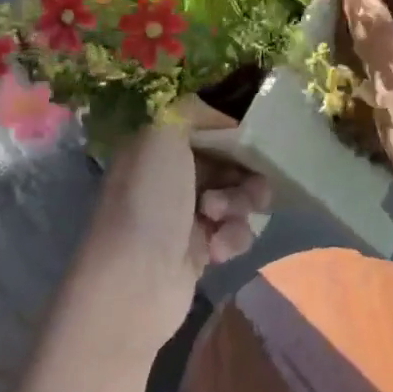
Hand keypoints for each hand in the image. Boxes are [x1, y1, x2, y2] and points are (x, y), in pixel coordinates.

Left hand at [74, 123, 269, 354]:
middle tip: (248, 188)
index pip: (208, 128)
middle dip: (245, 174)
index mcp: (158, 147)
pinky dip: (233, 238)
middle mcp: (171, 177)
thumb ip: (192, 110)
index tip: (255, 142)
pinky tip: (216, 250)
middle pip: (230, 163)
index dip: (234, 133)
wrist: (136, 281)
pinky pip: (236, 231)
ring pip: (239, 197)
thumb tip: (220, 115)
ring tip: (220, 221)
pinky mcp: (201, 249)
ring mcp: (186, 214)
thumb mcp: (162, 135)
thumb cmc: (150, 201)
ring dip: (239, 206)